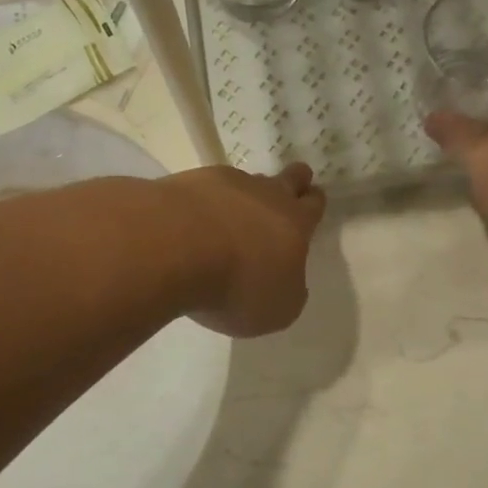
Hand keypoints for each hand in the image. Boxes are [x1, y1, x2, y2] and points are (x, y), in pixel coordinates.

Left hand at [162, 163, 326, 336]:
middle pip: (288, 178)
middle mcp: (265, 194)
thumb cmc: (237, 286)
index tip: (310, 203)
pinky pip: (204, 188)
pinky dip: (203, 202)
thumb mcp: (278, 309)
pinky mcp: (187, 182)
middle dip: (293, 182)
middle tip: (287, 191)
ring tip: (231, 216)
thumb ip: (288, 291)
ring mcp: (225, 183)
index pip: (313, 205)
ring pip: (246, 181)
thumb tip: (286, 281)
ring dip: (244, 195)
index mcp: (295, 223)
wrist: (174, 248)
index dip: (313, 204)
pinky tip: (192, 221)